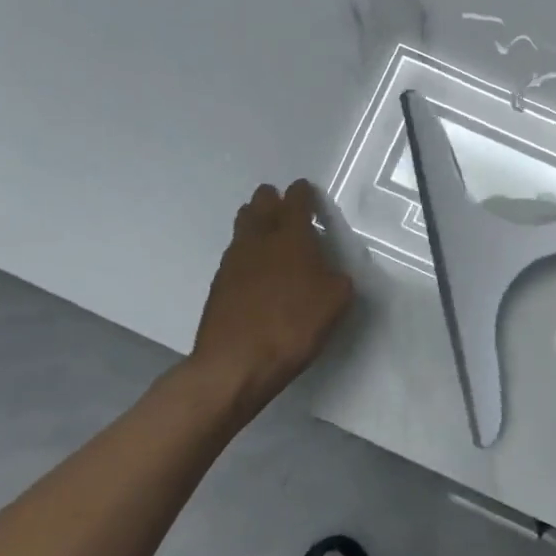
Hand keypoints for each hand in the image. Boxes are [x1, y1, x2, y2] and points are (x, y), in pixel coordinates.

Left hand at [178, 180, 354, 417]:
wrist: (235, 363)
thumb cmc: (293, 325)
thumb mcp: (336, 301)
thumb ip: (337, 278)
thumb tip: (330, 273)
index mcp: (291, 236)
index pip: (296, 200)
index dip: (303, 193)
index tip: (307, 192)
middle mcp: (259, 239)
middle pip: (260, 204)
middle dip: (273, 200)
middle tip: (285, 208)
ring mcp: (233, 260)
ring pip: (243, 226)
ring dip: (256, 222)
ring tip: (269, 234)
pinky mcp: (218, 284)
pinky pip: (235, 254)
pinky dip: (247, 252)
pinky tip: (257, 269)